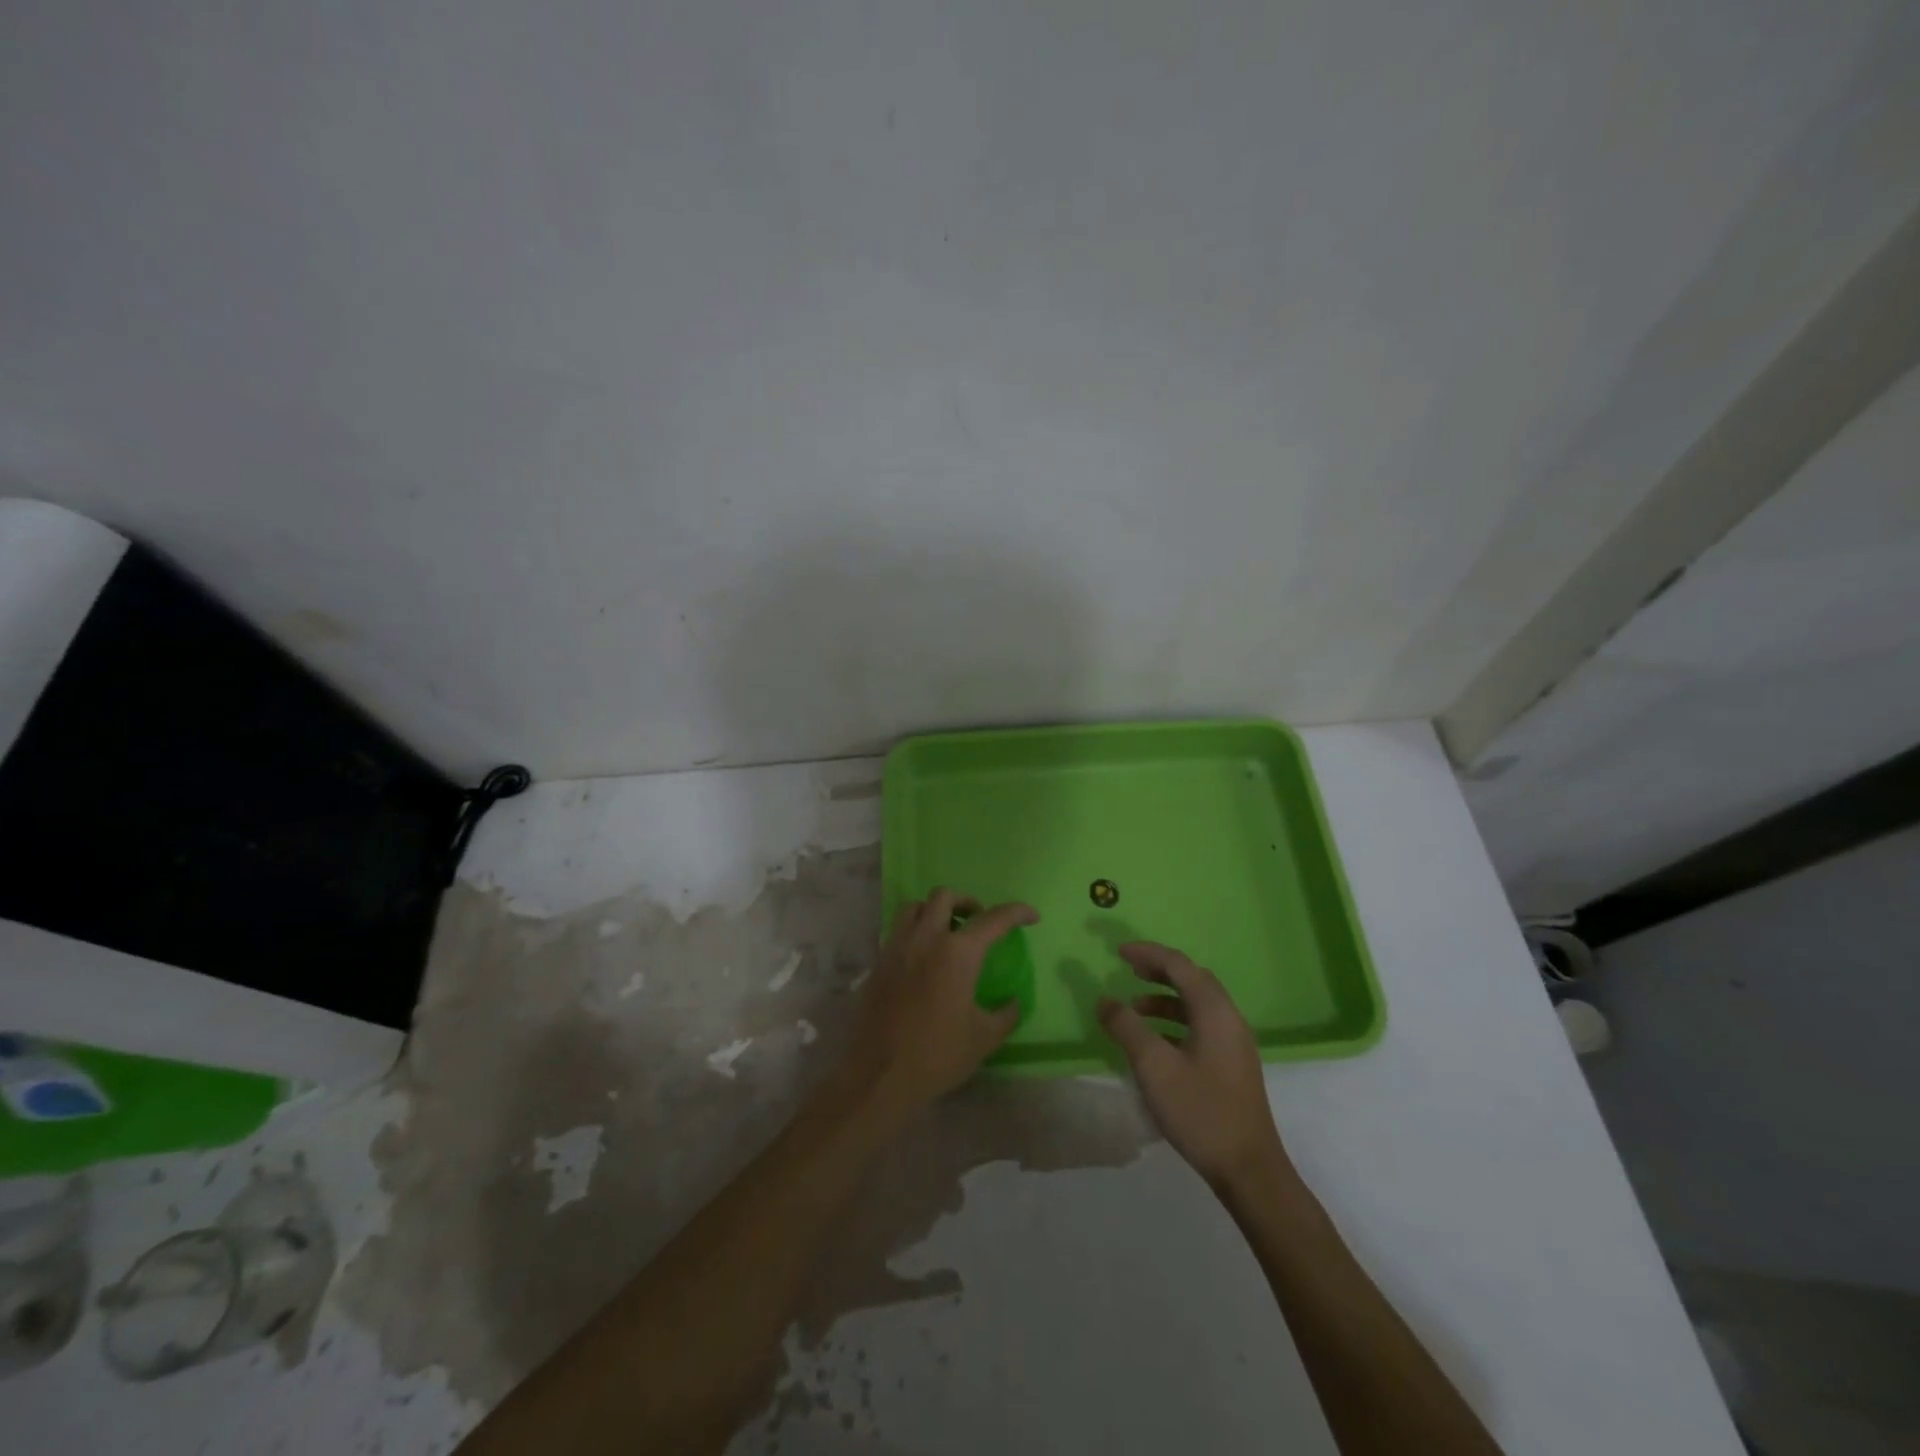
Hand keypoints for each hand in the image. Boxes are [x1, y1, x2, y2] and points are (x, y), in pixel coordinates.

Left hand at [830, 888, 1037, 1129]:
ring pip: (914, 906)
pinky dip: (914, 931)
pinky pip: (897, 931)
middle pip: (945, 896)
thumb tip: (1013, 1001)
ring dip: (934, 910)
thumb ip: (1006, 1014)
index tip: (1031, 916)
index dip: (1017, 912)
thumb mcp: (984, 1038)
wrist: (880, 1075)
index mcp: (957, 953)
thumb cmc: (938, 1054)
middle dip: (967, 902)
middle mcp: (925, 938)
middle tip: (978, 921)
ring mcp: (897, 947)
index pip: (993, 919)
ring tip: (946, 932)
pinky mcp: (878, 962)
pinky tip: (922, 958)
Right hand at [1098, 942, 1291, 1189]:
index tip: (1118, 952)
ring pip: (1197, 1003)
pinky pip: (1201, 1025)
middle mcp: (1229, 1018)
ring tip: (1135, 1009)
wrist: (1249, 1170)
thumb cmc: (1200, 1111)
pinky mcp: (1233, 1064)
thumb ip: (1127, 1028)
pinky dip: (1175, 1020)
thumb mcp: (1154, 1067)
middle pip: (1192, 979)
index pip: (1179, 965)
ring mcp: (1234, 1042)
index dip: (1148, 953)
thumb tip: (1105, 1000)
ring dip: (1165, 998)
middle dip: (1159, 970)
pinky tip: (1156, 1041)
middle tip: (1129, 971)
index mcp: (1215, 1011)